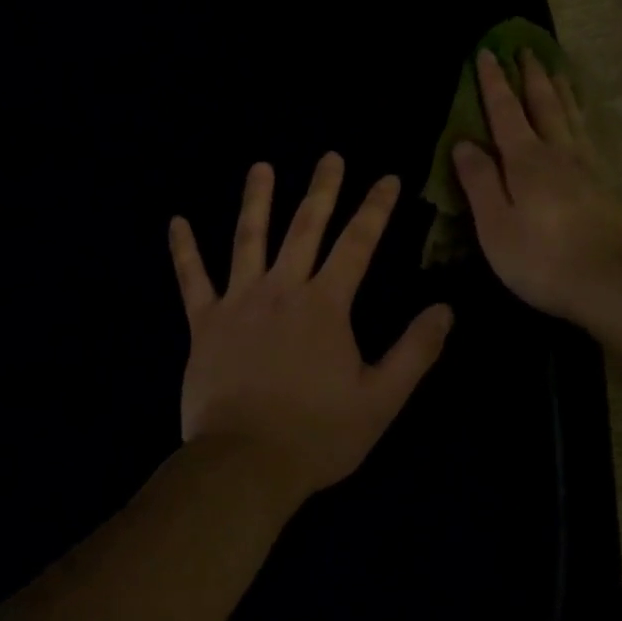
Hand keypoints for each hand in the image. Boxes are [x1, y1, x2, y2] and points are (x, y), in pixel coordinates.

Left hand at [169, 154, 454, 500]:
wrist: (244, 464)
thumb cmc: (318, 434)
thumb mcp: (381, 399)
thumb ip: (415, 351)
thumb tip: (446, 309)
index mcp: (325, 305)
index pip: (358, 244)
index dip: (375, 208)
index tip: (388, 177)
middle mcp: (282, 290)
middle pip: (305, 228)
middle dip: (322, 190)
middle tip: (330, 157)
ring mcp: (238, 302)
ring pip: (248, 240)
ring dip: (256, 200)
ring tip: (260, 167)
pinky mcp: (203, 324)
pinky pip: (191, 279)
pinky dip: (183, 250)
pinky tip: (176, 221)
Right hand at [452, 48, 621, 324]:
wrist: (614, 283)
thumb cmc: (543, 259)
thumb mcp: (495, 225)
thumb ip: (480, 182)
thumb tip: (463, 142)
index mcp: (526, 162)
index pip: (505, 112)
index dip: (493, 83)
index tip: (486, 52)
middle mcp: (558, 155)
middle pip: (544, 106)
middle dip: (531, 77)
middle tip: (526, 48)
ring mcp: (587, 169)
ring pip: (571, 118)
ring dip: (560, 91)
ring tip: (556, 70)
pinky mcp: (606, 187)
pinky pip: (588, 137)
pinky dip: (581, 119)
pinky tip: (581, 123)